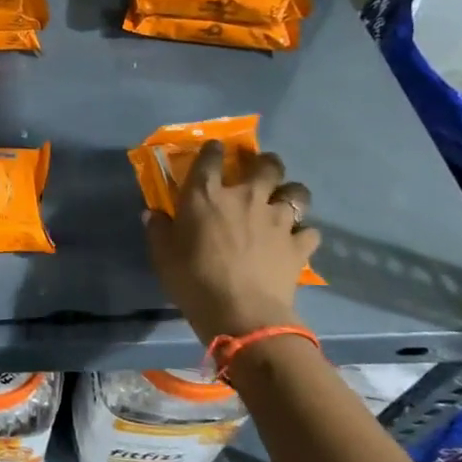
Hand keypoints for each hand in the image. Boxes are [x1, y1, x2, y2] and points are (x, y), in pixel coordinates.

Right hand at [145, 146, 319, 345]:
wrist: (240, 312)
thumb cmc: (192, 280)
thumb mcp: (162, 256)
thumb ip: (158, 230)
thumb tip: (152, 213)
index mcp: (206, 195)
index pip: (210, 158)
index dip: (213, 150)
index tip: (214, 149)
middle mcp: (246, 197)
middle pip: (266, 165)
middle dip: (264, 163)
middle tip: (259, 171)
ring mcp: (277, 219)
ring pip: (297, 192)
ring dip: (290, 193)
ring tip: (283, 202)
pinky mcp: (298, 244)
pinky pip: (308, 231)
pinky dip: (302, 233)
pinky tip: (294, 241)